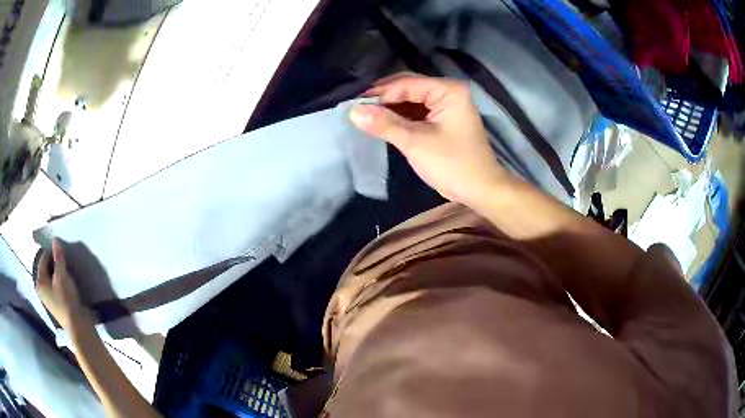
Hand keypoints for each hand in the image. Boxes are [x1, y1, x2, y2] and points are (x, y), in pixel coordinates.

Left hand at [37, 239, 91, 330]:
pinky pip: (56, 287)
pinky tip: (68, 284)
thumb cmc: (67, 299)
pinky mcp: (56, 304)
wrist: (78, 326)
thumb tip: (55, 239)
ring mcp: (48, 298)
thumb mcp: (62, 276)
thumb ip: (58, 257)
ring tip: (67, 272)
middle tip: (65, 261)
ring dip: (58, 273)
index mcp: (39, 281)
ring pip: (51, 278)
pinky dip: (60, 282)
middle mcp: (41, 288)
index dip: (52, 252)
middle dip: (55, 263)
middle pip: (46, 268)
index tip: (62, 252)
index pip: (43, 258)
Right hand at [349, 73, 504, 206]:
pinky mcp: (443, 119)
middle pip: (409, 87)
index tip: (354, 103)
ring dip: (390, 108)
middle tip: (357, 108)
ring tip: (365, 115)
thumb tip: (353, 111)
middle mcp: (448, 92)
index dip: (380, 93)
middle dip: (384, 98)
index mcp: (448, 90)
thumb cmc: (452, 164)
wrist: (480, 190)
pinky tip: (382, 122)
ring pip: (411, 99)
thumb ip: (384, 124)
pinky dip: (400, 117)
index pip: (407, 83)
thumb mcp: (416, 142)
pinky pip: (417, 112)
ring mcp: (447, 105)